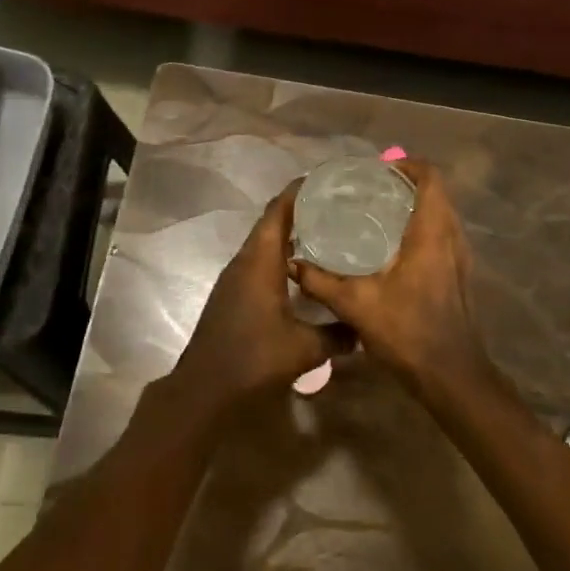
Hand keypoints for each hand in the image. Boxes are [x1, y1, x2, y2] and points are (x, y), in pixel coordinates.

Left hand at [170, 183, 350, 414]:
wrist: (205, 389)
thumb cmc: (254, 359)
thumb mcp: (305, 349)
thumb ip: (337, 334)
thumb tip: (364, 328)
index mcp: (260, 261)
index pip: (278, 210)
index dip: (299, 191)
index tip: (327, 181)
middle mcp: (245, 261)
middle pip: (271, 222)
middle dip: (301, 209)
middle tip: (337, 206)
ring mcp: (235, 278)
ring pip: (265, 243)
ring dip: (290, 233)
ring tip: (327, 231)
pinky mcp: (233, 294)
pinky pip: (260, 261)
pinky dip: (281, 255)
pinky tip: (304, 269)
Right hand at [293, 161, 497, 398]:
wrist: (452, 376)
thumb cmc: (408, 332)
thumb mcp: (356, 305)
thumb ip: (320, 282)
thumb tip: (292, 263)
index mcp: (432, 233)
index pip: (430, 177)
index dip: (406, 165)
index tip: (376, 171)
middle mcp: (452, 238)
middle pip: (436, 193)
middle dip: (405, 184)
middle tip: (369, 190)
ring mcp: (460, 258)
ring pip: (441, 215)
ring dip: (414, 207)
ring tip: (376, 213)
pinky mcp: (459, 275)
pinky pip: (442, 236)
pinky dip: (421, 229)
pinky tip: (390, 249)